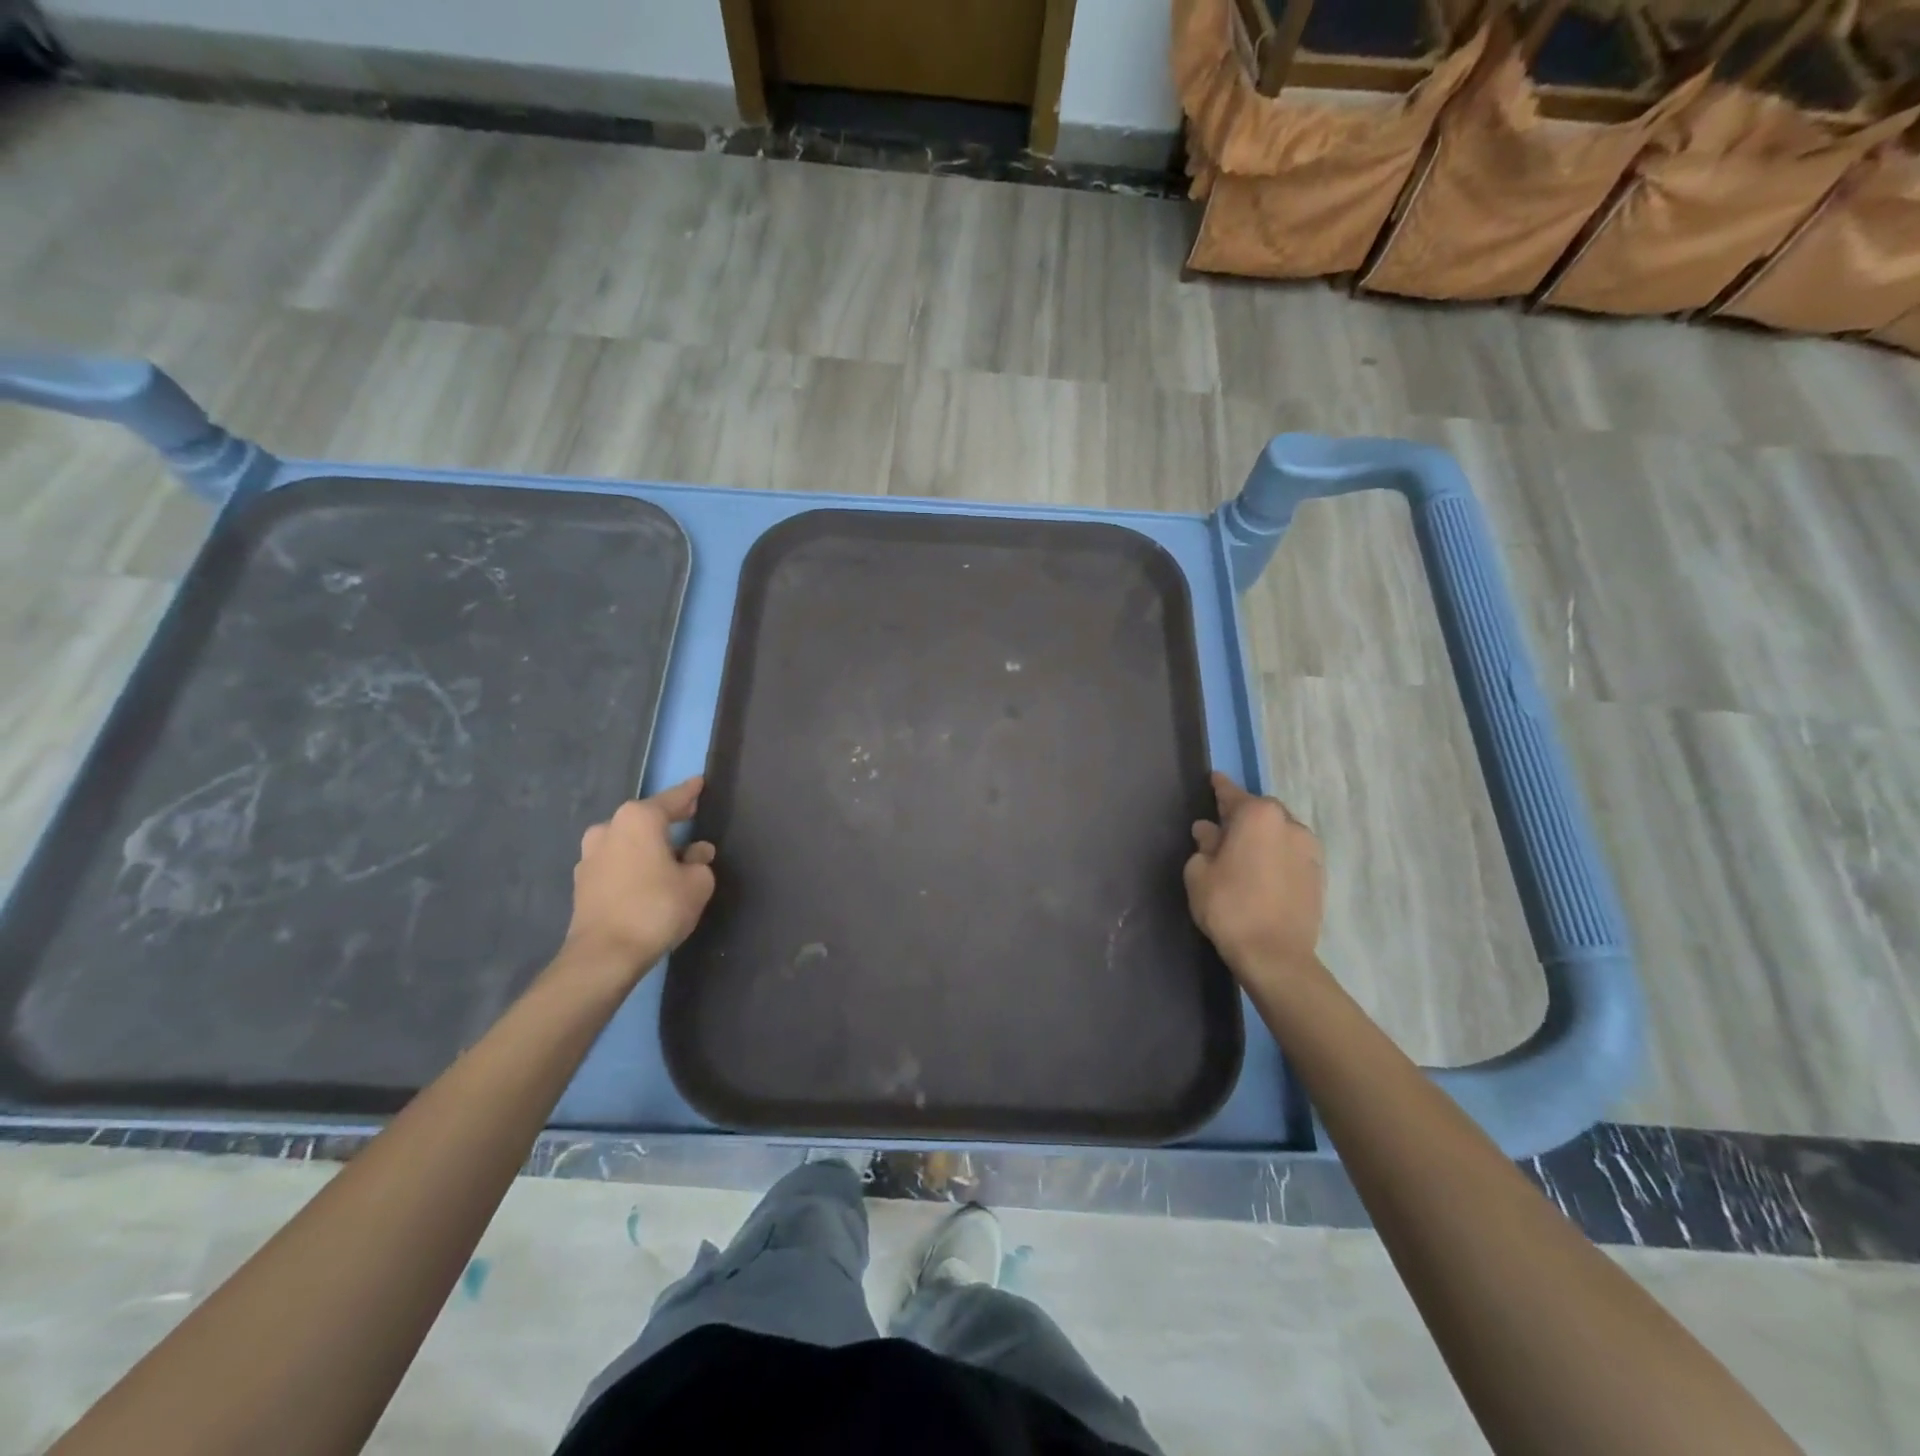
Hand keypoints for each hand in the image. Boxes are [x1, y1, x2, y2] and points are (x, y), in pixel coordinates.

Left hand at [562, 777, 716, 979]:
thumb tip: (695, 853)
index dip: (690, 793)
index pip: (672, 799)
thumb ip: (700, 862)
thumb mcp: (697, 883)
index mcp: (639, 819)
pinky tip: (646, 879)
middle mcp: (610, 828)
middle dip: (667, 820)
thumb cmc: (656, 908)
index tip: (700, 783)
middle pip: (645, 819)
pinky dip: (632, 865)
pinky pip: (616, 863)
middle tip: (689, 818)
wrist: (604, 955)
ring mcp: (590, 855)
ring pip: (627, 841)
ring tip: (668, 857)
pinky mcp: (581, 882)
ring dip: (646, 845)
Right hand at [1184, 771, 1325, 986]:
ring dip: (1263, 836)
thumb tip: (1209, 830)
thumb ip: (1204, 845)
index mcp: (1258, 816)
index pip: (1233, 793)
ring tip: (1244, 854)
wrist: (1275, 955)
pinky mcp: (1319, 874)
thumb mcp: (1200, 873)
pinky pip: (1292, 853)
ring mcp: (1310, 849)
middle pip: (1261, 811)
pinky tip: (1263, 872)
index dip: (1220, 788)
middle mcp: (1289, 824)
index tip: (1214, 779)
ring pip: (1280, 832)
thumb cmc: (1229, 907)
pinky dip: (1277, 855)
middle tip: (1223, 829)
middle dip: (1243, 816)